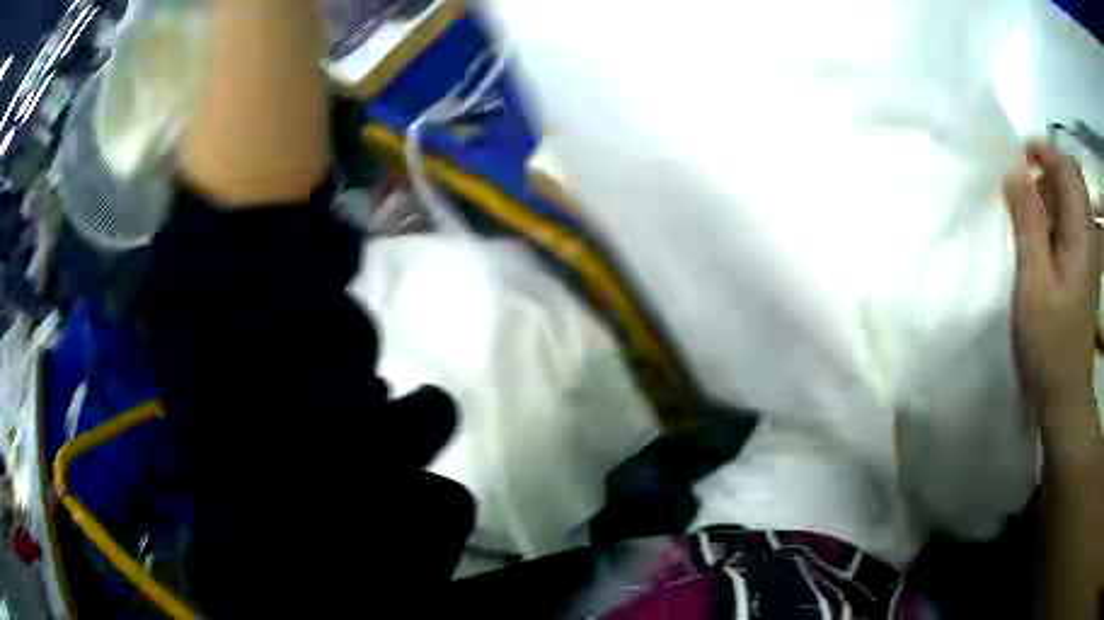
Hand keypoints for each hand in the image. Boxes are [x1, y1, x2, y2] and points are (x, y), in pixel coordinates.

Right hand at [1003, 142, 1099, 424]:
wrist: (1064, 401)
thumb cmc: (1051, 348)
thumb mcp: (1035, 285)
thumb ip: (1028, 224)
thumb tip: (1015, 170)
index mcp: (1082, 236)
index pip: (1069, 169)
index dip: (1046, 151)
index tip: (1018, 156)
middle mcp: (1086, 238)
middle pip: (1069, 183)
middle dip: (1042, 174)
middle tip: (1015, 192)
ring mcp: (1083, 258)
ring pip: (1066, 206)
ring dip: (1043, 198)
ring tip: (1020, 218)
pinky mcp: (1078, 274)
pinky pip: (1064, 230)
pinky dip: (1047, 223)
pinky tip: (1032, 244)